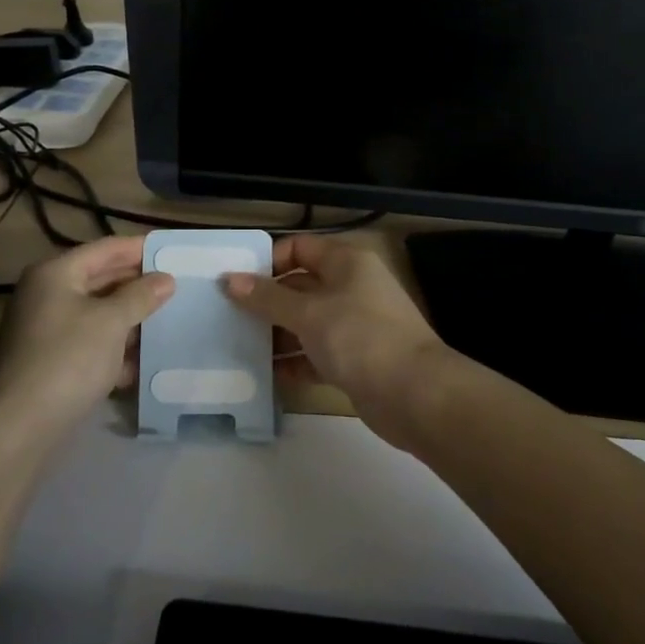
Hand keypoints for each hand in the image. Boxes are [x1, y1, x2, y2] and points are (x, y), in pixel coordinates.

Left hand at [0, 236, 174, 429]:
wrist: (19, 427)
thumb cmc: (67, 359)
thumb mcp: (111, 322)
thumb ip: (141, 296)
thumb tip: (166, 279)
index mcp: (56, 273)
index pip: (106, 249)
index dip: (141, 249)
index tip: (174, 253)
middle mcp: (47, 295)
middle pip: (101, 280)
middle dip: (139, 286)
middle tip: (178, 287)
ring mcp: (46, 330)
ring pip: (98, 315)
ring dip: (131, 320)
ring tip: (170, 322)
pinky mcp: (50, 363)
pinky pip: (90, 345)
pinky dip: (115, 350)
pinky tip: (143, 364)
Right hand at [222, 235, 449, 451]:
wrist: (416, 395)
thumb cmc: (360, 338)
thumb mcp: (308, 313)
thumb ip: (266, 298)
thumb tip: (228, 279)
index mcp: (346, 262)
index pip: (299, 248)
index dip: (268, 262)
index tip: (236, 283)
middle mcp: (352, 287)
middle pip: (301, 286)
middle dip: (266, 301)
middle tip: (228, 316)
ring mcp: (356, 325)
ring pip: (307, 322)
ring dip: (277, 334)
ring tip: (239, 347)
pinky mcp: (356, 360)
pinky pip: (317, 354)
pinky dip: (295, 362)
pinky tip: (266, 375)